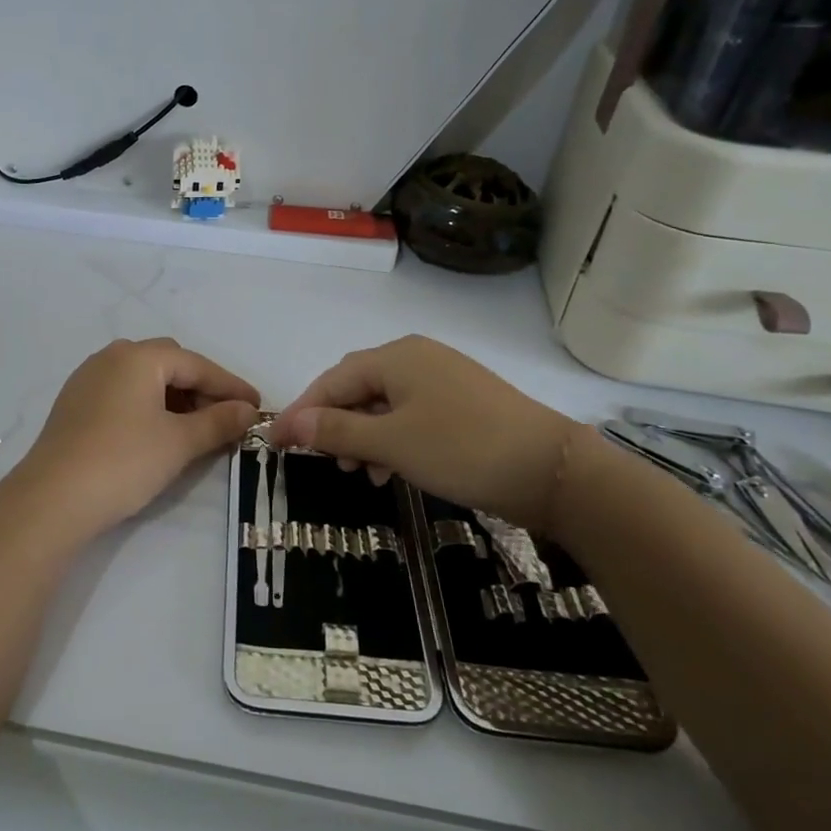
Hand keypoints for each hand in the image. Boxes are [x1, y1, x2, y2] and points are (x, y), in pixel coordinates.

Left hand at [11, 338, 259, 539]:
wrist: (52, 499)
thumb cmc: (124, 462)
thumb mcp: (179, 442)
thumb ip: (218, 421)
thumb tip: (247, 410)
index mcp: (138, 357)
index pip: (196, 364)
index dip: (230, 386)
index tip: (257, 406)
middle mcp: (111, 357)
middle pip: (169, 363)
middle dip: (201, 387)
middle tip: (224, 418)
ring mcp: (88, 379)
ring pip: (143, 378)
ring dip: (174, 397)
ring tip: (194, 428)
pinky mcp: (74, 404)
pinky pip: (122, 393)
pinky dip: (147, 406)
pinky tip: (156, 433)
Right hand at [269, 335, 577, 532]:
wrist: (554, 470)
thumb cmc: (462, 448)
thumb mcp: (391, 442)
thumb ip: (336, 430)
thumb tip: (289, 423)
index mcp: (395, 357)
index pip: (332, 380)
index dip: (302, 412)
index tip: (276, 444)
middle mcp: (416, 358)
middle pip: (357, 388)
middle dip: (334, 425)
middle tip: (322, 461)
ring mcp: (443, 379)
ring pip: (384, 405)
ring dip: (363, 436)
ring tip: (358, 473)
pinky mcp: (463, 403)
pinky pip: (410, 415)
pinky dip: (392, 439)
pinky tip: (391, 470)